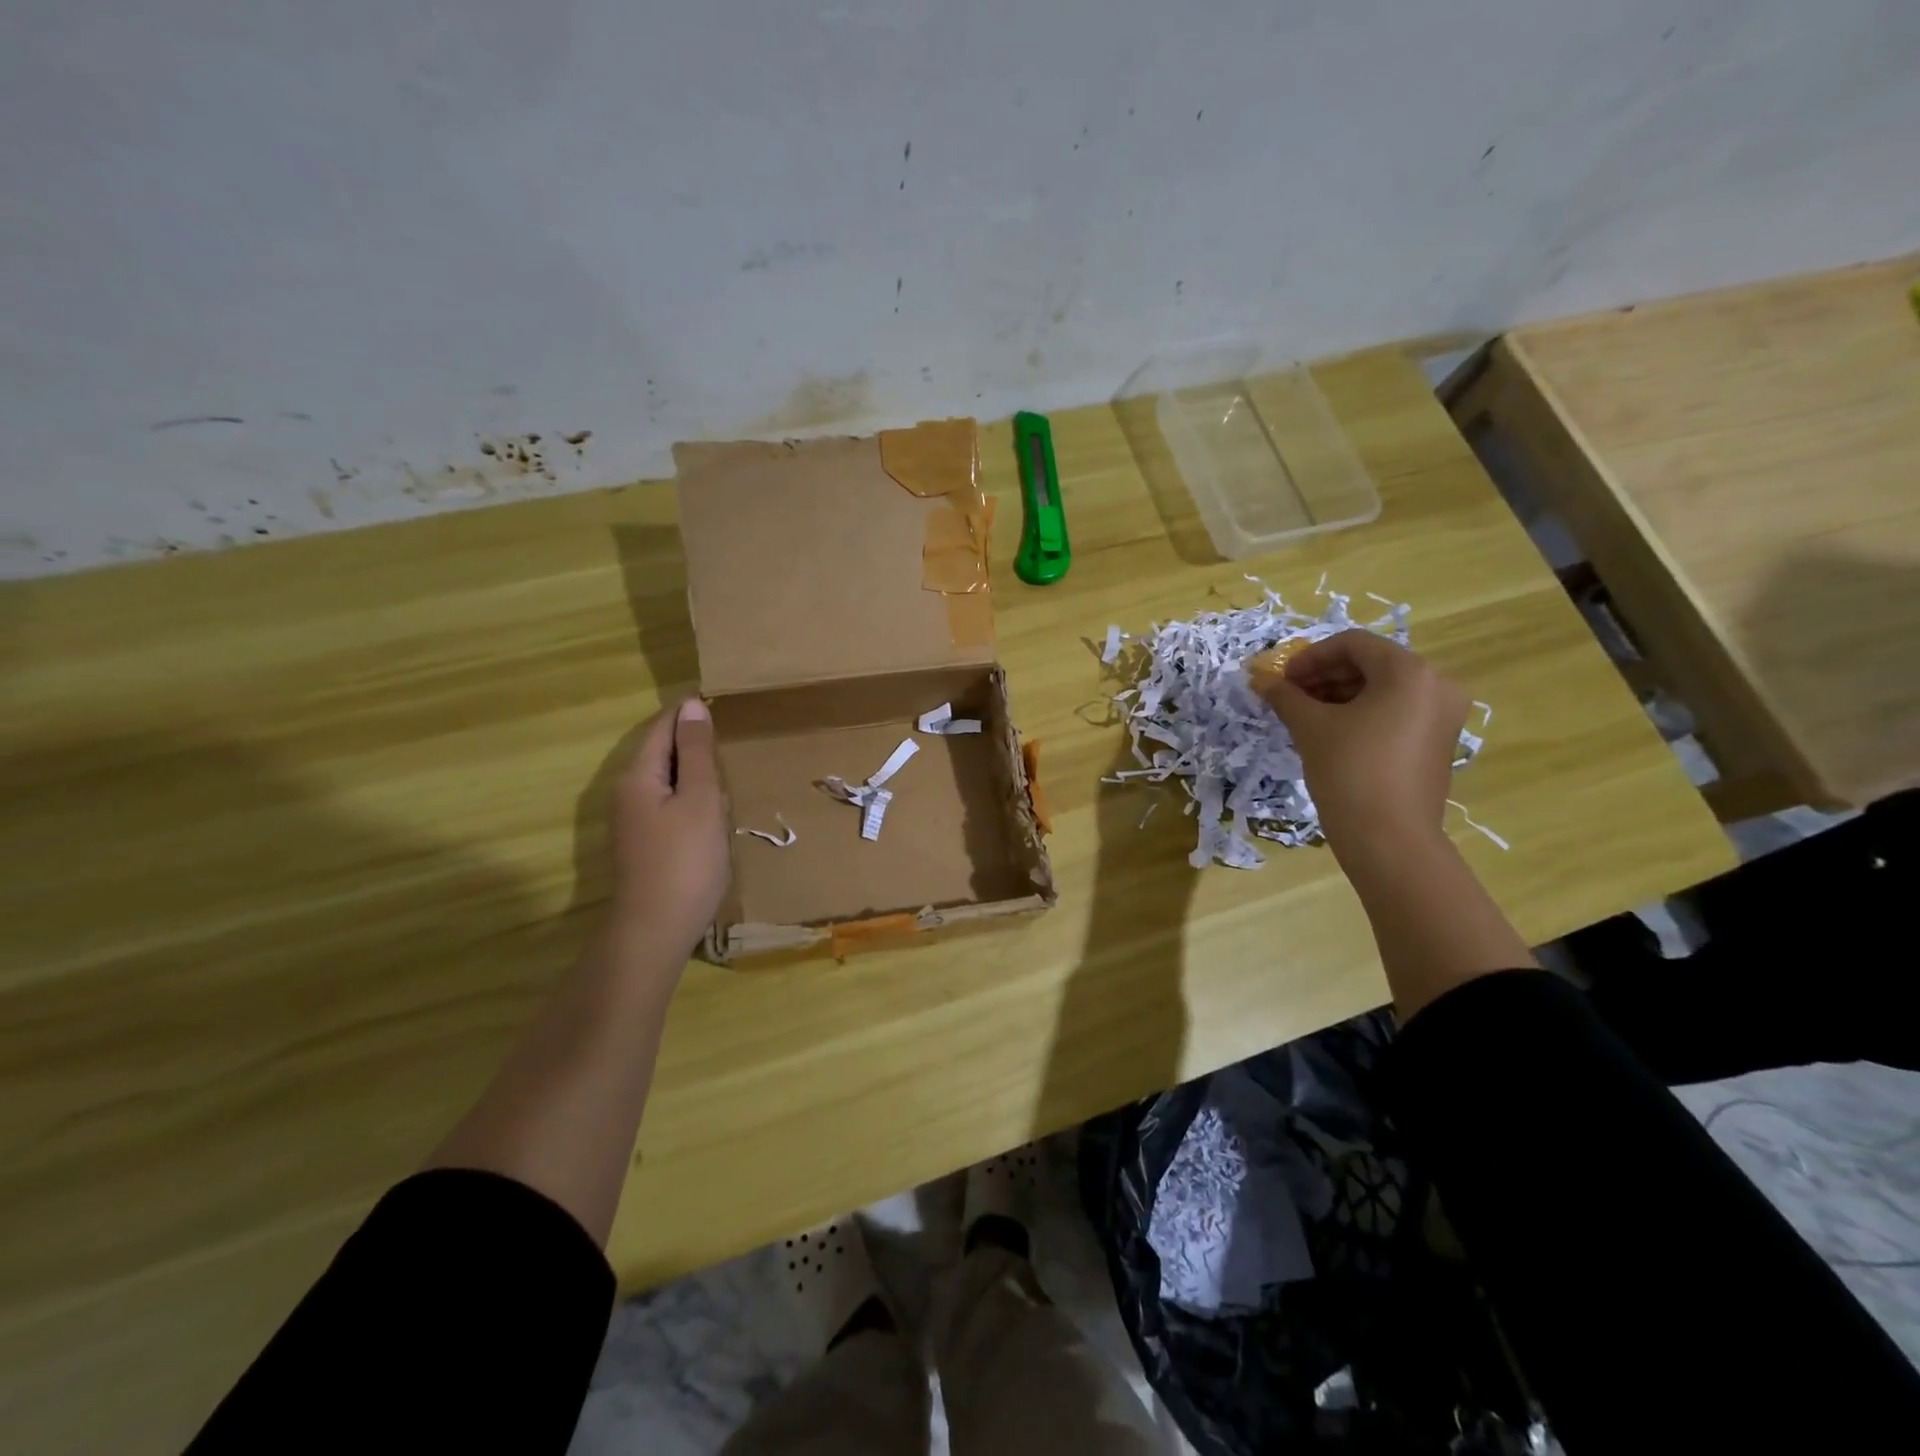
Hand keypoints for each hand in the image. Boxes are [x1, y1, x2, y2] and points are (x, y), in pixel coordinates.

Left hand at [607, 698, 731, 966]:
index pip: (661, 728)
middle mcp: (626, 793)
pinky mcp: (642, 845)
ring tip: (723, 767)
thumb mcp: (701, 799)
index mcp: (638, 776)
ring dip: (690, 770)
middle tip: (727, 734)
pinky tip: (708, 809)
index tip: (719, 704)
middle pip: (658, 752)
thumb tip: (692, 706)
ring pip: (662, 780)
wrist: (655, 929)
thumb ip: (696, 753)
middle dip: (689, 740)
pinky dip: (687, 796)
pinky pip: (664, 804)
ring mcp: (631, 822)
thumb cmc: (685, 859)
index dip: (687, 714)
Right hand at [1251, 630, 1467, 853]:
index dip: (1310, 657)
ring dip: (1340, 694)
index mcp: (1409, 672)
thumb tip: (1262, 679)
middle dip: (1324, 675)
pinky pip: (1396, 711)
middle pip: (1371, 663)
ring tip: (1304, 714)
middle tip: (1289, 696)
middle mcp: (1436, 684)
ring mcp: (1442, 715)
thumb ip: (1285, 696)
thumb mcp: (1310, 727)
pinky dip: (1362, 713)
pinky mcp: (1437, 741)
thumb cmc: (1349, 771)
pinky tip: (1331, 731)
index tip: (1282, 679)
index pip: (1353, 644)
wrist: (1389, 839)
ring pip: (1383, 688)